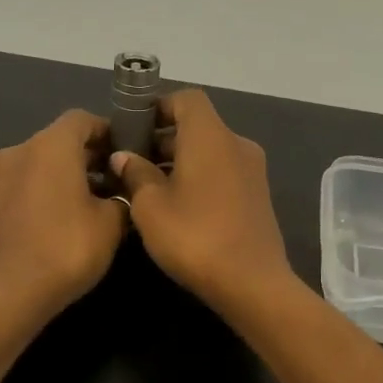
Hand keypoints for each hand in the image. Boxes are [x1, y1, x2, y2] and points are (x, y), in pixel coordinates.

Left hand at [0, 110, 126, 319]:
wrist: (6, 296)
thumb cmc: (66, 249)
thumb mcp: (111, 224)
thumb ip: (120, 198)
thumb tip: (118, 193)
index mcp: (49, 146)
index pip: (81, 119)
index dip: (106, 131)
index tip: (124, 153)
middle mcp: (16, 153)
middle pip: (56, 142)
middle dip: (84, 158)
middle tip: (109, 184)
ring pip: (33, 168)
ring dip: (57, 179)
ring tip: (80, 209)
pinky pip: (16, 192)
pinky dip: (35, 198)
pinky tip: (50, 228)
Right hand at [111, 90, 294, 310]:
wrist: (252, 283)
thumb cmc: (194, 237)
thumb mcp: (150, 206)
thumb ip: (135, 174)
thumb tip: (125, 157)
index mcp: (210, 136)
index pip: (186, 99)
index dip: (158, 106)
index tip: (133, 128)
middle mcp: (236, 144)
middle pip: (198, 125)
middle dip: (164, 139)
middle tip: (133, 162)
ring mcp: (252, 171)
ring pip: (211, 151)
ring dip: (181, 161)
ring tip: (149, 187)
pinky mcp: (258, 196)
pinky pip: (223, 172)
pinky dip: (200, 177)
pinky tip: (179, 206)